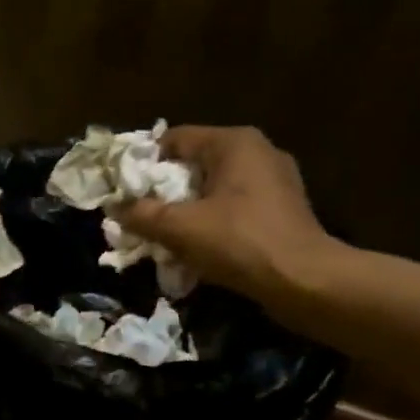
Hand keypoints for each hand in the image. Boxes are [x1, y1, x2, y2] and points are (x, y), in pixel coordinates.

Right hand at [115, 126, 346, 309]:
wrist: (304, 280)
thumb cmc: (239, 242)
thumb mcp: (181, 228)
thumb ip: (143, 214)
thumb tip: (116, 208)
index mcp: (234, 143)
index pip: (175, 139)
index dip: (145, 163)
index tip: (126, 191)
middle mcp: (258, 151)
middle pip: (196, 163)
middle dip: (166, 189)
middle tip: (142, 215)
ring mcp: (276, 180)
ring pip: (216, 187)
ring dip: (190, 208)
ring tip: (168, 234)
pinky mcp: (284, 208)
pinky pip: (236, 206)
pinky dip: (215, 220)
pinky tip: (201, 245)